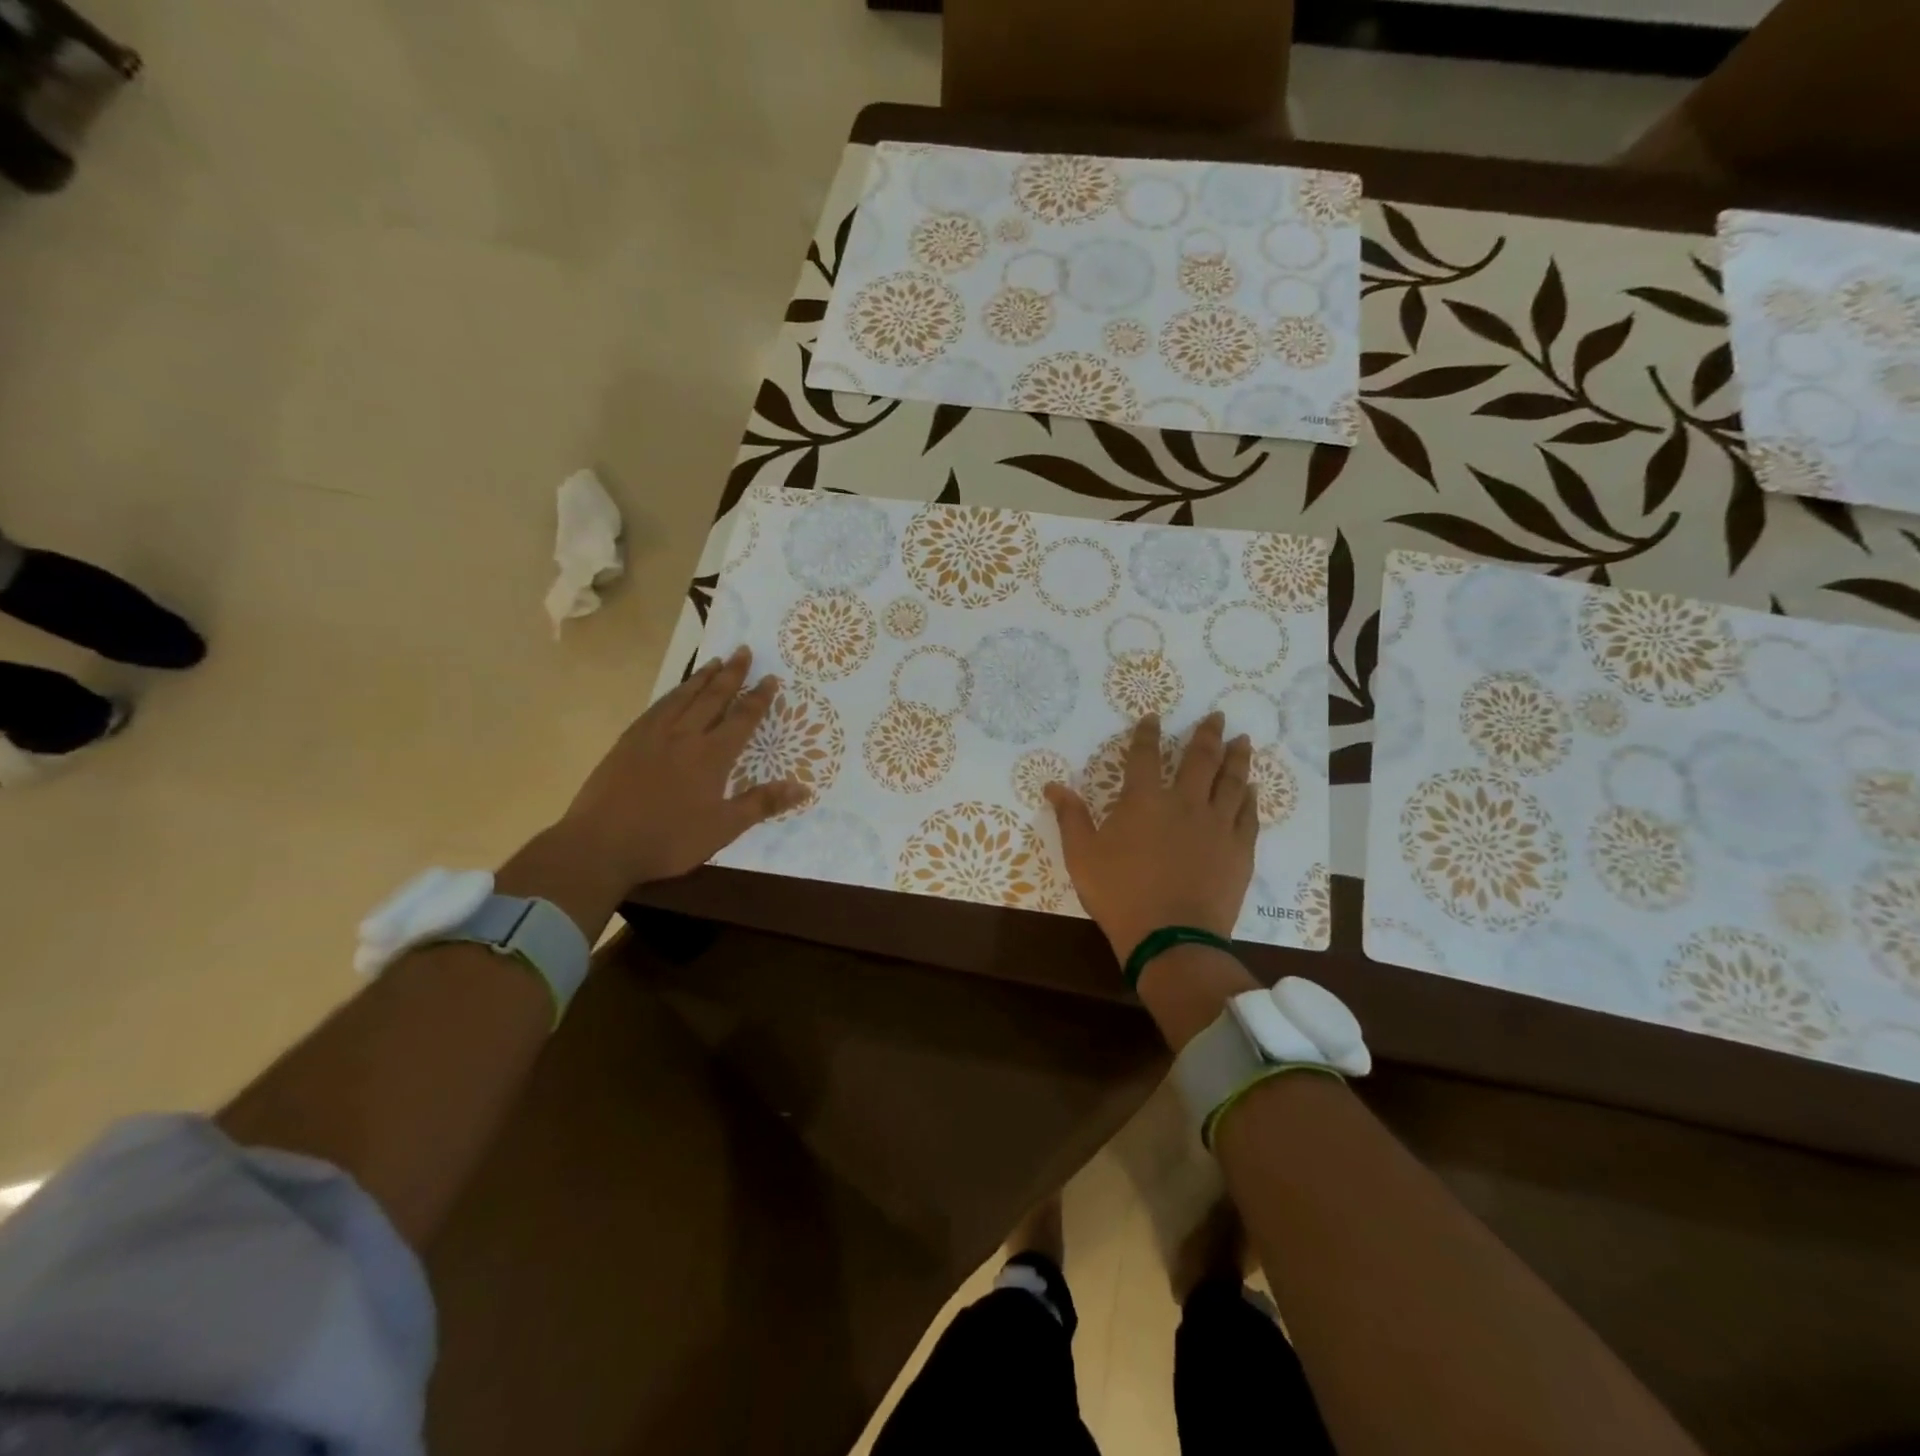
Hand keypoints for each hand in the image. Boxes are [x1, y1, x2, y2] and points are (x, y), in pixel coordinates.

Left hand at [558, 646, 804, 887]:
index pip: (742, 719)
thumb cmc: (668, 840)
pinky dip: (672, 694)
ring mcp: (653, 735)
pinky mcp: (628, 741)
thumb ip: (762, 803)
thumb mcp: (723, 829)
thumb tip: (803, 787)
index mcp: (711, 756)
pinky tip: (674, 693)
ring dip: (701, 678)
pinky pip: (656, 708)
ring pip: (682, 697)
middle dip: (731, 674)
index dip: (758, 698)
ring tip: (715, 662)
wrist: (601, 844)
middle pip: (713, 697)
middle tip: (743, 650)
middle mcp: (685, 736)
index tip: (770, 677)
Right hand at [1045, 712, 1256, 962]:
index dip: (1148, 734)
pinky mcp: (1238, 849)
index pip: (1145, 756)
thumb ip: (1071, 817)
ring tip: (1243, 741)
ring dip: (1236, 758)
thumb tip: (1053, 785)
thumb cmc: (1120, 895)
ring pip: (1231, 781)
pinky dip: (1249, 798)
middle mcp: (1185, 803)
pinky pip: (1247, 815)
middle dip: (1207, 734)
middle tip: (1218, 716)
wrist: (1171, 937)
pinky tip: (1251, 789)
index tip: (1154, 717)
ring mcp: (1217, 825)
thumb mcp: (1082, 856)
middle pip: (1200, 759)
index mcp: (1144, 801)